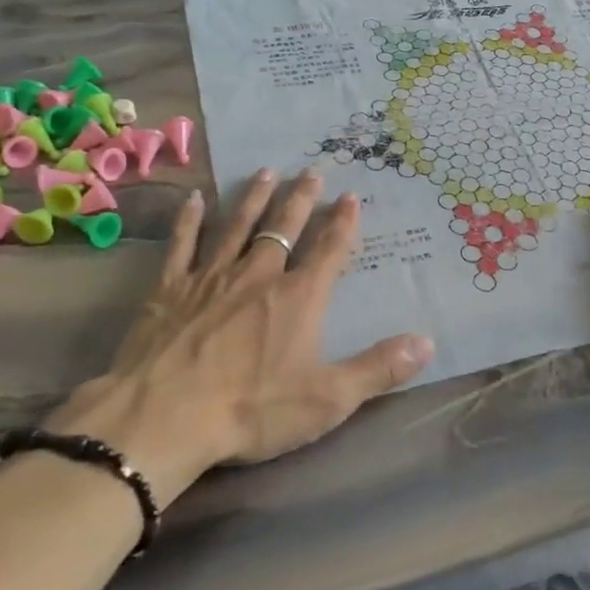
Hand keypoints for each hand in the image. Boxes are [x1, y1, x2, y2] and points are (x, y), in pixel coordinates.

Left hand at [48, 169, 433, 508]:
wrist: (163, 418)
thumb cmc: (251, 410)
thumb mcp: (327, 399)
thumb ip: (378, 368)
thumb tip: (427, 342)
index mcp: (298, 298)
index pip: (328, 250)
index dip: (342, 223)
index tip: (351, 195)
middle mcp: (258, 275)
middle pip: (284, 228)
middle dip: (301, 199)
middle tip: (311, 171)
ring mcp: (210, 278)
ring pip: (237, 226)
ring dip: (253, 198)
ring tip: (266, 171)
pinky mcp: (169, 289)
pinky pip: (182, 244)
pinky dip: (190, 220)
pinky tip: (195, 199)